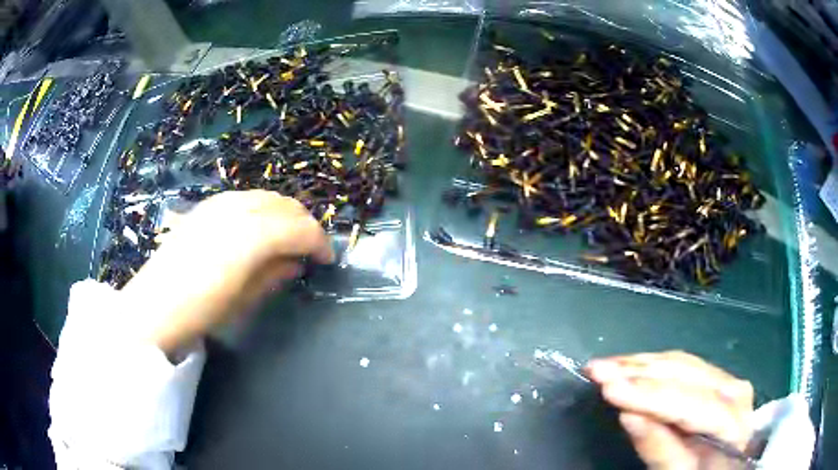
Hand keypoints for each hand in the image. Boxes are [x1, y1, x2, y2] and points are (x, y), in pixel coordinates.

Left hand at [121, 190, 333, 355]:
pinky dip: (261, 210)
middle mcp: (239, 208)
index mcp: (253, 236)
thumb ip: (274, 274)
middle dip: (304, 225)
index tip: (327, 260)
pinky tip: (256, 230)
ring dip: (284, 215)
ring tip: (285, 239)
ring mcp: (220, 203)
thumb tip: (296, 263)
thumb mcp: (245, 299)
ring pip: (266, 196)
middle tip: (308, 250)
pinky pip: (244, 198)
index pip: (301, 228)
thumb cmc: (202, 311)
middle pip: (285, 205)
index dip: (320, 242)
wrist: (154, 306)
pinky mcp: (205, 206)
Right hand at [585, 351, 753, 469]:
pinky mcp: (716, 378)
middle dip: (637, 372)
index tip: (607, 388)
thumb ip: (661, 449)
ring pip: (681, 363)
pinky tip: (632, 366)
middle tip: (596, 369)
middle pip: (683, 375)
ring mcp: (726, 379)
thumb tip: (630, 416)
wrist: (728, 468)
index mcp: (730, 419)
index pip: (686, 402)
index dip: (646, 394)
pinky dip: (653, 366)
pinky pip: (683, 365)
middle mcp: (733, 389)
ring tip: (606, 365)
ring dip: (640, 364)